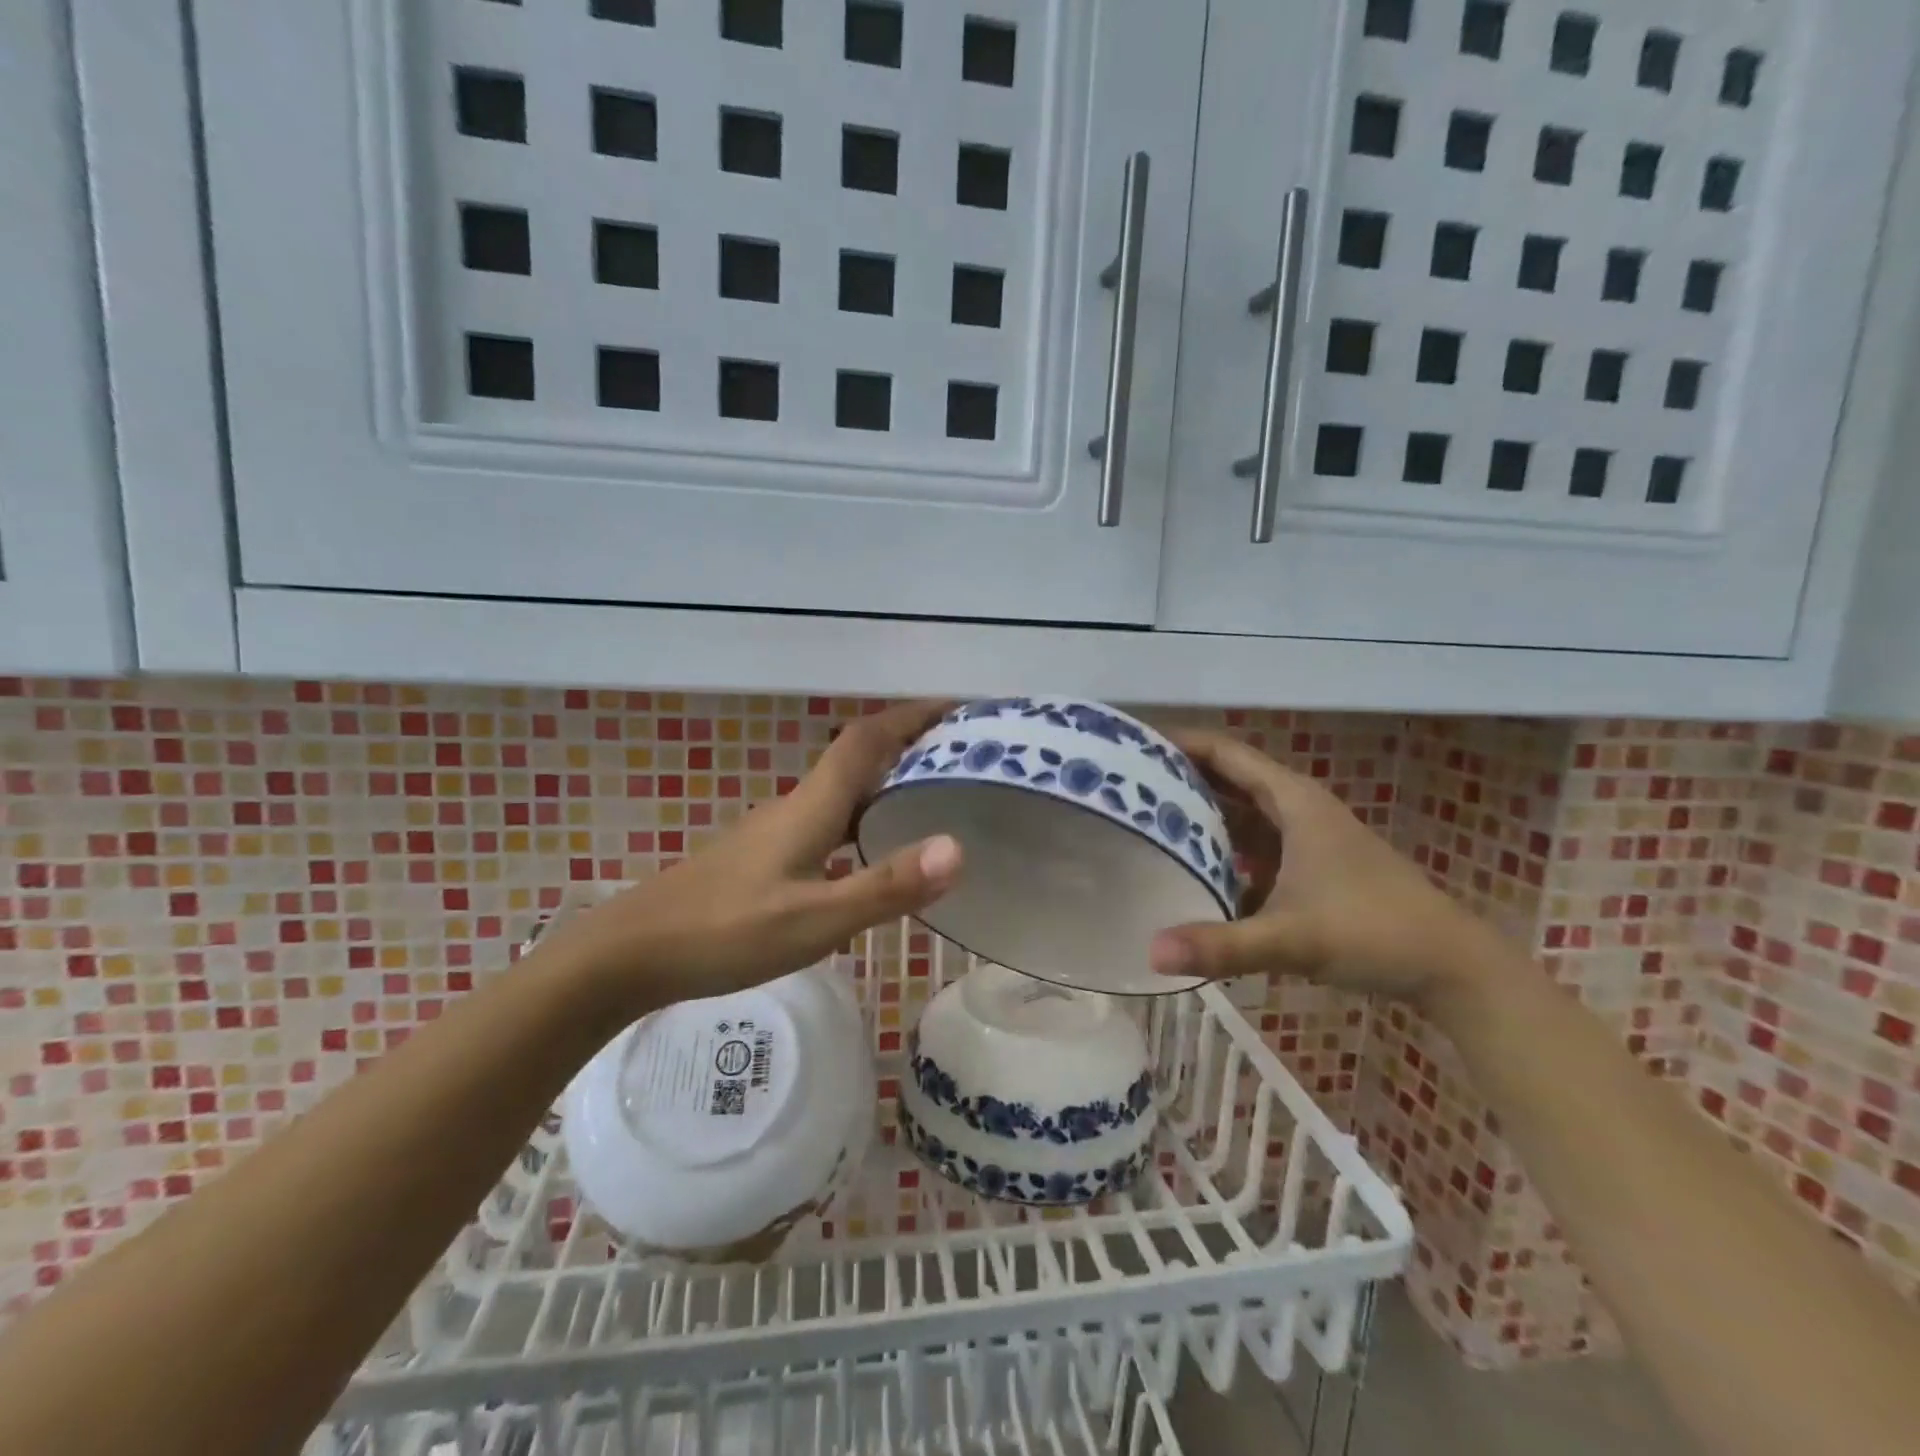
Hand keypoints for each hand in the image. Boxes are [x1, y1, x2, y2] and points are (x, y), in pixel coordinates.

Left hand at [531, 701, 961, 1012]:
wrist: (632, 952)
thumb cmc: (726, 932)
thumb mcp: (815, 919)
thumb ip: (885, 885)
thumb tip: (957, 847)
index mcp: (811, 806)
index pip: (867, 740)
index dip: (910, 716)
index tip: (955, 706)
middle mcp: (796, 806)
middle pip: (857, 757)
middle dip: (908, 744)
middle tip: (961, 753)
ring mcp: (775, 830)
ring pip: (842, 790)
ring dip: (886, 779)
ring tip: (932, 795)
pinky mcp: (763, 855)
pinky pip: (827, 819)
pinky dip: (862, 816)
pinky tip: (872, 849)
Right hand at [1147, 729, 1499, 1005]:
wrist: (1452, 966)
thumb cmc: (1374, 931)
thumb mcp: (1291, 938)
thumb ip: (1222, 946)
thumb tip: (1151, 953)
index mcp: (1293, 801)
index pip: (1224, 752)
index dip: (1178, 743)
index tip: (1130, 746)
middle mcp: (1296, 809)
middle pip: (1226, 779)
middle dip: (1178, 778)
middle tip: (1123, 787)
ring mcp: (1304, 838)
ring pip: (1239, 813)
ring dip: (1198, 814)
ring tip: (1144, 821)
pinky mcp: (1309, 867)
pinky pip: (1252, 845)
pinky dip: (1221, 849)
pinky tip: (1191, 870)